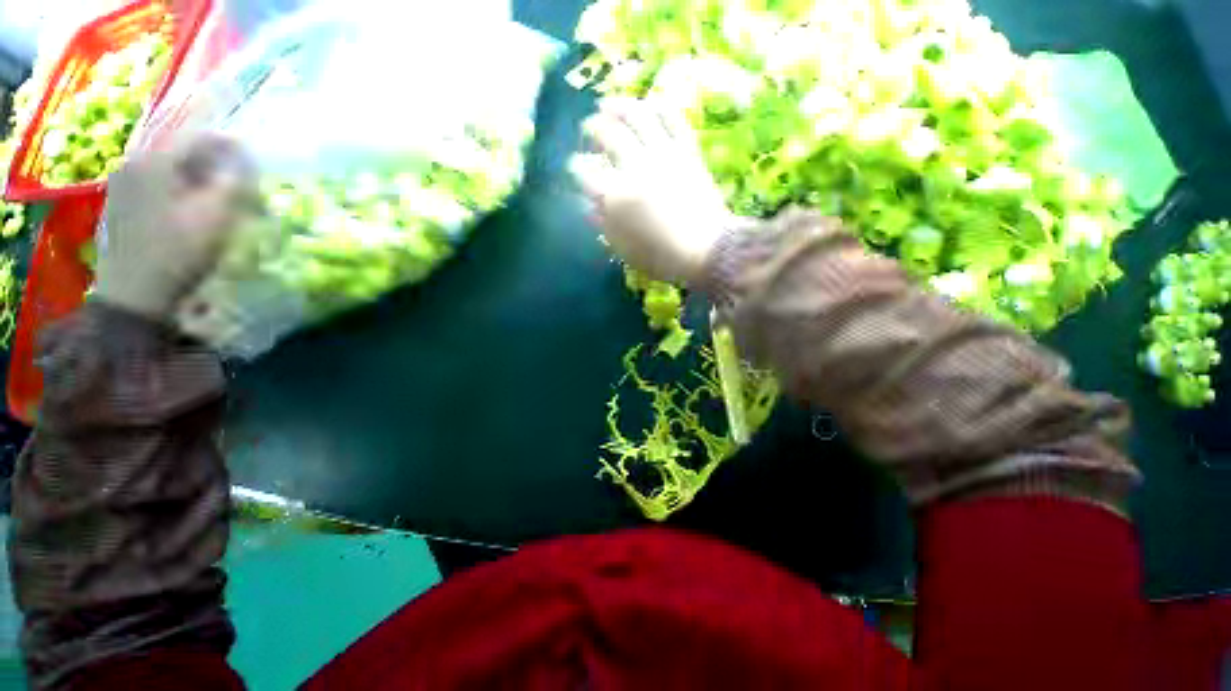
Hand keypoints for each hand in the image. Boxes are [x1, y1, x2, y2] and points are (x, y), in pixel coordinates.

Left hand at [94, 134, 256, 320]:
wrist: (135, 293)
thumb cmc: (178, 251)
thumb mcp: (216, 216)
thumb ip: (234, 183)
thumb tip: (246, 161)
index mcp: (155, 161)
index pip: (198, 137)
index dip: (229, 143)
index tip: (254, 155)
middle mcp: (134, 163)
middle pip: (181, 151)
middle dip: (214, 160)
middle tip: (241, 176)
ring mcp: (124, 184)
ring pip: (170, 168)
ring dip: (198, 175)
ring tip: (221, 190)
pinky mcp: (122, 204)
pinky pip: (158, 183)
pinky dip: (182, 187)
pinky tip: (195, 203)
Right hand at [570, 97, 734, 284]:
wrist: (705, 251)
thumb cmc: (660, 258)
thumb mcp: (623, 248)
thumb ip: (602, 223)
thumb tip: (588, 205)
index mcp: (614, 196)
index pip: (583, 170)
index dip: (575, 167)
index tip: (576, 169)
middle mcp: (634, 167)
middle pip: (606, 133)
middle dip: (591, 128)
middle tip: (589, 130)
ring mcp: (662, 154)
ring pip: (635, 115)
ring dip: (617, 106)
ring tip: (608, 105)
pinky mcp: (686, 150)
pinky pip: (671, 117)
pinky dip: (656, 107)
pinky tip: (647, 106)